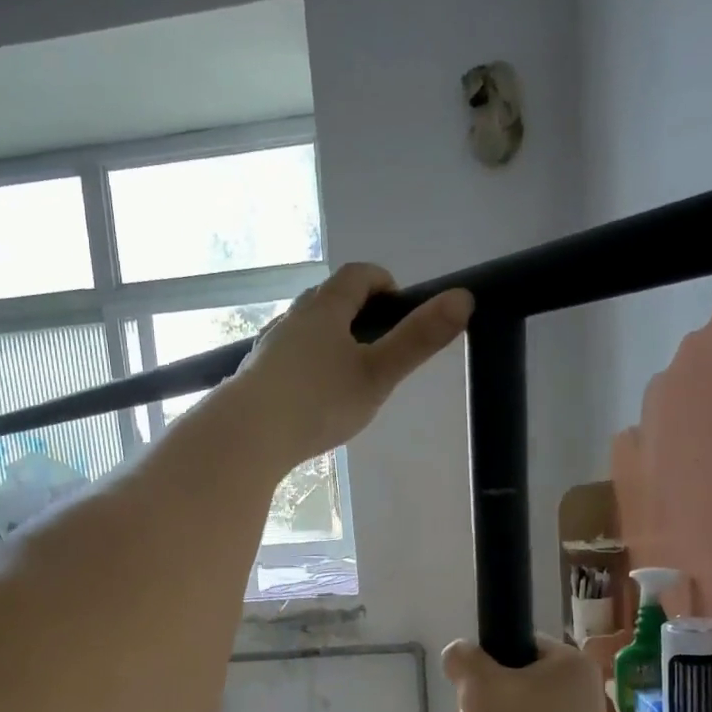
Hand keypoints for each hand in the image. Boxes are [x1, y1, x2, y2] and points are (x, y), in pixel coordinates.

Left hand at [229, 263, 472, 467]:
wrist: (248, 435)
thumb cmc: (318, 402)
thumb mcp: (378, 374)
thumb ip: (418, 340)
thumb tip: (463, 298)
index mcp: (325, 309)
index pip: (357, 276)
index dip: (382, 282)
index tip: (399, 305)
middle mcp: (293, 319)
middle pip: (327, 300)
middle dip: (356, 312)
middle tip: (377, 342)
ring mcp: (269, 347)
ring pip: (303, 330)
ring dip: (327, 339)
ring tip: (346, 372)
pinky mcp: (254, 376)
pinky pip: (286, 359)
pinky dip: (305, 365)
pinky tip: (309, 396)